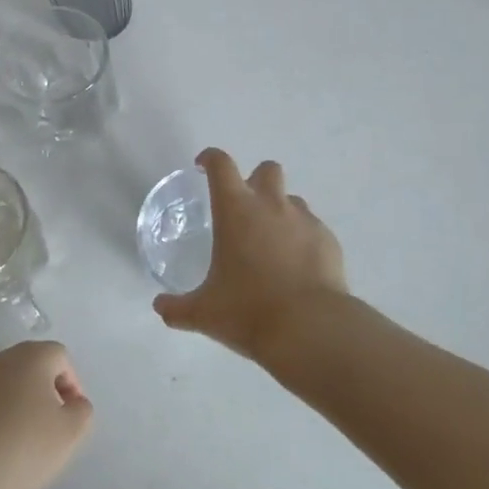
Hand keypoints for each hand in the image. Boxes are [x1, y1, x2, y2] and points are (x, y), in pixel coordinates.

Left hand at [0, 341, 92, 488]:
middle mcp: (0, 358)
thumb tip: (73, 403)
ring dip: (12, 408)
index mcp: (33, 356)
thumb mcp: (69, 435)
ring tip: (14, 444)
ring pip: (1, 388)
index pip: (61, 358)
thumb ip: (82, 412)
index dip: (71, 385)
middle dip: (41, 395)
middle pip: (29, 369)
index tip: (70, 417)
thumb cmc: (19, 448)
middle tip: (45, 430)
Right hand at [152, 148, 348, 364]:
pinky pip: (313, 228)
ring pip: (292, 199)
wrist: (310, 328)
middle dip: (255, 180)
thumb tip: (160, 307)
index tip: (203, 166)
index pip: (221, 165)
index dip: (210, 159)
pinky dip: (303, 239)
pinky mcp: (328, 239)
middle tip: (244, 210)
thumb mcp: (204, 313)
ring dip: (280, 211)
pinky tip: (297, 268)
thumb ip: (178, 307)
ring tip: (272, 244)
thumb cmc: (249, 312)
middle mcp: (272, 205)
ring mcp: (304, 220)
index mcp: (236, 210)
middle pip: (267, 170)